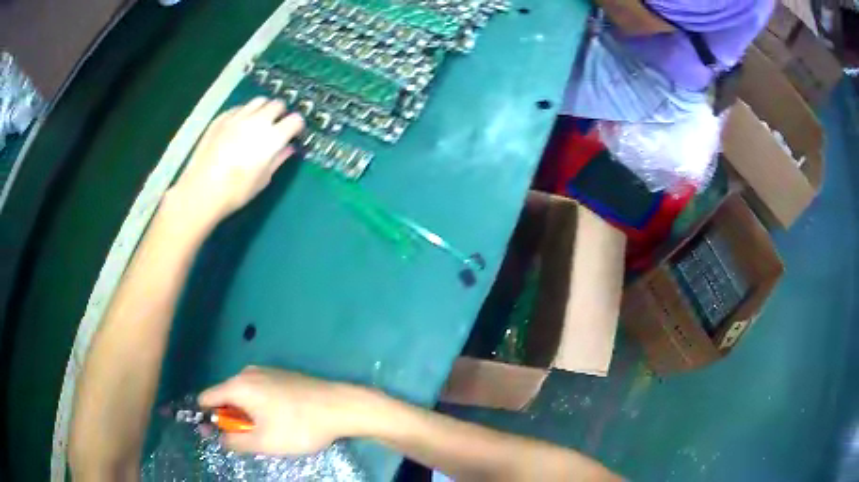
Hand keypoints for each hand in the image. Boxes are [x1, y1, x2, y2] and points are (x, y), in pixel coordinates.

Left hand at [167, 97, 304, 229]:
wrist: (202, 190)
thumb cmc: (236, 191)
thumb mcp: (263, 179)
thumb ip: (278, 159)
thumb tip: (288, 148)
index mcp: (272, 137)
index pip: (295, 120)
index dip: (297, 127)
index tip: (294, 135)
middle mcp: (257, 121)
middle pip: (278, 104)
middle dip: (281, 114)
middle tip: (277, 127)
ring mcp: (237, 117)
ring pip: (259, 101)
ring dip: (264, 109)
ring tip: (259, 123)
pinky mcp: (221, 118)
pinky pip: (239, 108)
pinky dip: (244, 113)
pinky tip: (239, 127)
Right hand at [199, 367, 374, 454]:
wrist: (340, 407)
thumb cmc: (299, 426)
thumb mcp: (263, 442)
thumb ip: (234, 441)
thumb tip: (218, 437)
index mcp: (238, 385)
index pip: (207, 398)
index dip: (207, 417)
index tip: (214, 434)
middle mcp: (248, 373)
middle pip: (226, 396)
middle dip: (231, 418)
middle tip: (249, 438)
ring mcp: (266, 371)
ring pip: (244, 395)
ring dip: (248, 414)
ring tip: (269, 431)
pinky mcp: (282, 375)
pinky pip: (259, 391)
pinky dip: (260, 406)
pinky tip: (281, 419)